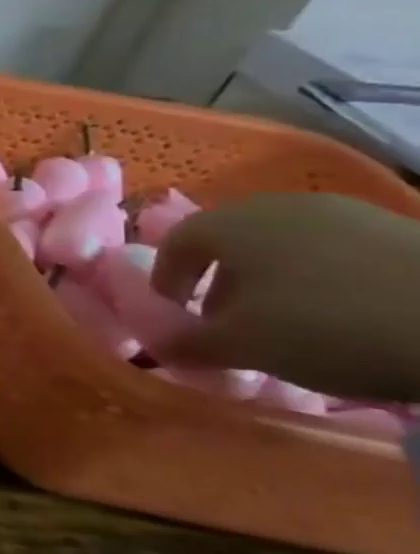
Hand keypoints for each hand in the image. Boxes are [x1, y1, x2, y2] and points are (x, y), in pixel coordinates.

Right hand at [150, 192, 419, 401]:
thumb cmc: (327, 326)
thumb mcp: (242, 346)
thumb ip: (188, 344)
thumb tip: (158, 347)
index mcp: (229, 222)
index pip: (174, 244)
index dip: (168, 280)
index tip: (175, 315)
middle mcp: (278, 206)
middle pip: (232, 243)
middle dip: (222, 284)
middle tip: (231, 325)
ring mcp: (346, 214)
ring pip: (287, 248)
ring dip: (276, 283)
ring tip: (292, 325)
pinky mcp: (401, 231)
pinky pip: (338, 254)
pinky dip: (326, 282)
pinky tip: (347, 316)